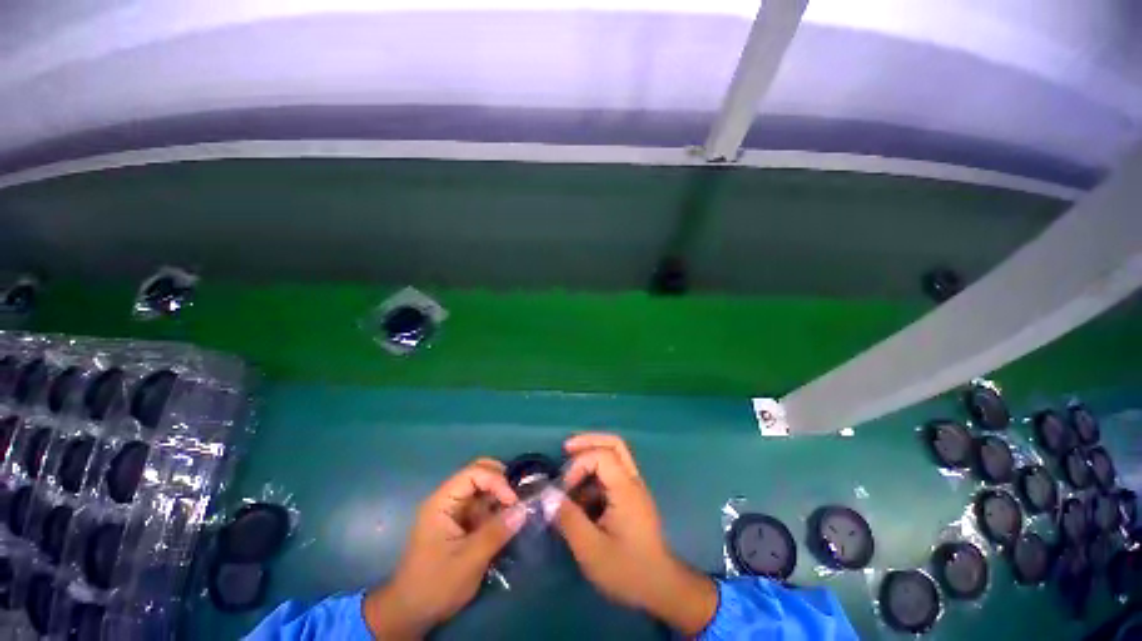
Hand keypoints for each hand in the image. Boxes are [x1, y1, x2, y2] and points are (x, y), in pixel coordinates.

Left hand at [364, 459, 526, 639]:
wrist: (412, 613)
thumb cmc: (436, 585)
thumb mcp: (469, 560)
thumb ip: (496, 532)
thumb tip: (524, 509)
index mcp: (442, 502)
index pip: (473, 473)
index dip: (496, 480)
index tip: (513, 501)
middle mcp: (448, 500)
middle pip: (478, 473)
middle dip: (500, 480)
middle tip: (518, 496)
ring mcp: (455, 511)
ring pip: (482, 488)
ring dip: (500, 494)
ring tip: (518, 508)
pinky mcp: (461, 523)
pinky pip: (483, 506)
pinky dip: (497, 508)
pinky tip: (508, 519)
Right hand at [555, 433, 716, 636]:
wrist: (660, 589)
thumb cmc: (627, 570)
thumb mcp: (591, 549)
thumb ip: (568, 519)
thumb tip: (547, 495)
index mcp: (625, 488)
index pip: (602, 454)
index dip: (579, 463)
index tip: (565, 488)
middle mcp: (632, 481)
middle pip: (613, 444)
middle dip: (588, 442)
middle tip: (566, 449)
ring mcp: (633, 489)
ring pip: (613, 458)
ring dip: (590, 461)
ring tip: (569, 481)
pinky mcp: (631, 499)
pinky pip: (612, 476)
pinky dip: (594, 479)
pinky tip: (580, 500)